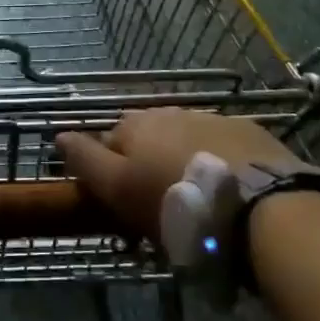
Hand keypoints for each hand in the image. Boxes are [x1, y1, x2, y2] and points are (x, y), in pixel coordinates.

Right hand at [56, 110, 296, 237]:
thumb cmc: (176, 203)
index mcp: (137, 125)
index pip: (108, 140)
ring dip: (182, 159)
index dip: (110, 169)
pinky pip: (222, 147)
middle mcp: (170, 113)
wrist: (261, 207)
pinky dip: (218, 162)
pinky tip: (228, 188)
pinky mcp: (249, 135)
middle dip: (147, 161)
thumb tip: (58, 134)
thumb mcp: (120, 190)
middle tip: (157, 200)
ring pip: (185, 139)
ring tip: (194, 196)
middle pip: (148, 137)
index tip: (118, 200)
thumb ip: (87, 161)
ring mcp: (212, 120)